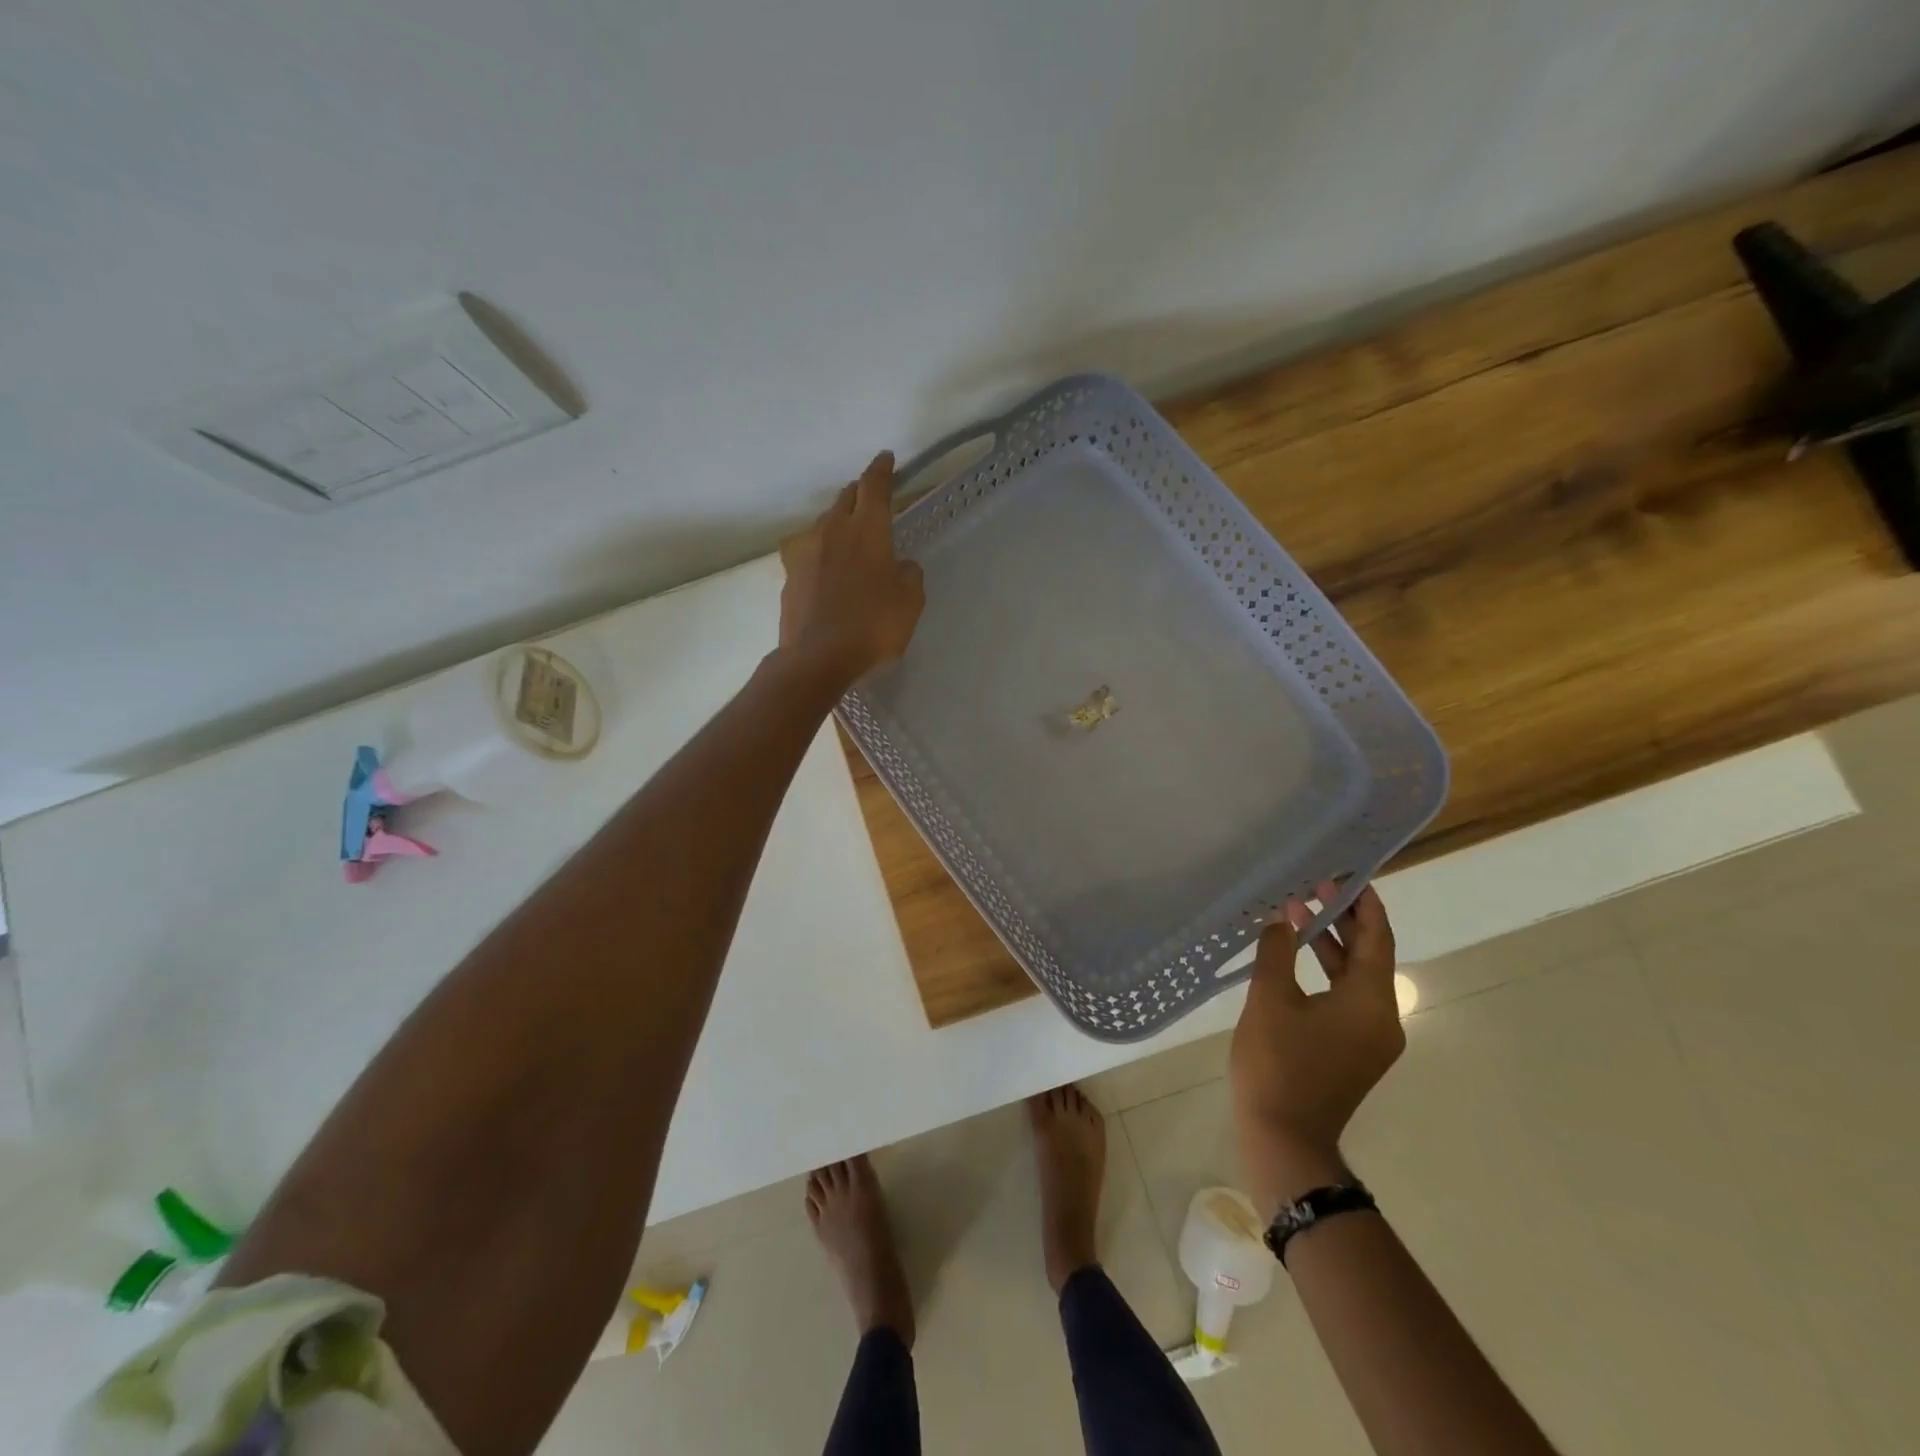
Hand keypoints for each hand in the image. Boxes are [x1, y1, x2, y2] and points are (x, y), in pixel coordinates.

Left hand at [778, 451, 925, 685]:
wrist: (816, 658)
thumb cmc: (872, 626)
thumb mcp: (910, 601)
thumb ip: (909, 574)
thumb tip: (901, 565)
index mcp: (867, 530)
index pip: (874, 486)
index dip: (882, 469)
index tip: (886, 459)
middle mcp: (833, 531)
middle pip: (845, 498)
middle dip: (860, 492)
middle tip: (871, 498)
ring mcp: (806, 552)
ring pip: (825, 524)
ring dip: (839, 522)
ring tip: (850, 536)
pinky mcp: (791, 576)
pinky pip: (811, 553)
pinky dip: (824, 554)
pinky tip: (830, 572)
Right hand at [1229, 882, 1402, 1213]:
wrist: (1284, 1137)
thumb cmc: (1278, 1063)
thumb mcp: (1270, 999)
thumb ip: (1278, 951)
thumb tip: (1283, 918)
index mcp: (1370, 1002)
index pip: (1377, 939)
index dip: (1363, 904)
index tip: (1343, 875)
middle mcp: (1382, 1018)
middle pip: (1370, 956)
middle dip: (1344, 919)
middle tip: (1315, 886)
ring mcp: (1370, 1039)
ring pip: (1357, 978)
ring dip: (1332, 945)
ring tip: (1301, 913)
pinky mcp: (1353, 1051)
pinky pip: (1347, 998)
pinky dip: (1327, 972)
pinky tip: (1297, 958)